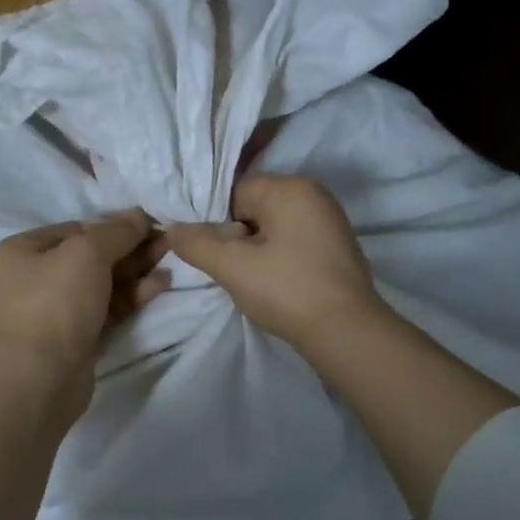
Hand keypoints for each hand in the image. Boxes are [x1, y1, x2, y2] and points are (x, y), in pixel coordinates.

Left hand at [0, 211, 169, 372]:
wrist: (43, 376)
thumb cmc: (57, 302)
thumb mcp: (87, 253)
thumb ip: (117, 231)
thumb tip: (139, 215)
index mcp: (24, 251)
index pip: (75, 229)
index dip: (113, 225)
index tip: (148, 224)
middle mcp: (35, 277)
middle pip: (92, 255)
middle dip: (130, 248)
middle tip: (167, 241)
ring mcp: (56, 309)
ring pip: (103, 282)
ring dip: (136, 270)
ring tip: (170, 258)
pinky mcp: (77, 335)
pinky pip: (108, 306)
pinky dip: (132, 295)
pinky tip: (160, 284)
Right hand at [169, 175, 379, 344]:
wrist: (346, 331)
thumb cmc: (286, 290)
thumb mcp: (232, 267)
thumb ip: (196, 244)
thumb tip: (173, 229)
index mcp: (289, 188)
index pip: (235, 192)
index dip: (218, 224)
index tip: (218, 256)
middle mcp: (313, 193)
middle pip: (255, 207)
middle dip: (239, 236)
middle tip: (235, 270)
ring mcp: (330, 219)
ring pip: (274, 226)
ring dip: (259, 249)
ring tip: (257, 280)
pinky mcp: (338, 245)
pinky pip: (295, 240)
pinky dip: (281, 257)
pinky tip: (279, 284)